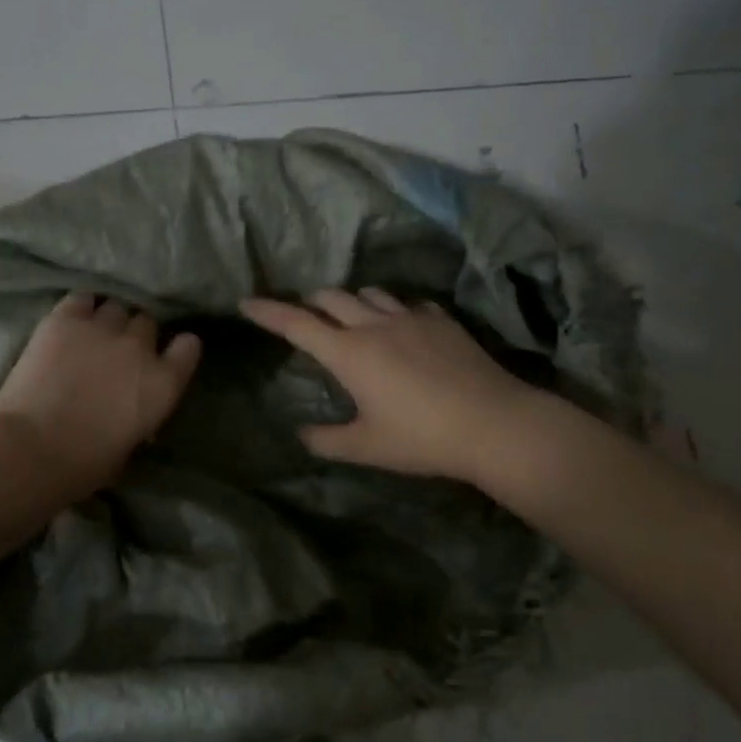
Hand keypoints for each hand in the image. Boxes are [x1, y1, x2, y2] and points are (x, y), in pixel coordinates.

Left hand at [0, 293, 201, 497]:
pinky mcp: (65, 319)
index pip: (188, 347)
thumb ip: (140, 418)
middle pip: (146, 322)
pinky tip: (72, 321)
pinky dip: (80, 308)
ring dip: (108, 320)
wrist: (34, 448)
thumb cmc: (85, 464)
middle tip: (117, 351)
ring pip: (115, 308)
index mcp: (163, 384)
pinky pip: (82, 299)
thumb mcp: (129, 447)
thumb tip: (133, 413)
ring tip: (92, 334)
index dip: (177, 350)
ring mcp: (102, 329)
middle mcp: (139, 348)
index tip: (167, 356)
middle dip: (135, 335)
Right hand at [240, 288, 532, 481]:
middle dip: (309, 302)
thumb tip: (302, 435)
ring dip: (351, 300)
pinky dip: (393, 310)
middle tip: (303, 316)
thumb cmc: (421, 438)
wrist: (494, 424)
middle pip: (331, 297)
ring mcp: (411, 318)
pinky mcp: (441, 320)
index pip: (296, 324)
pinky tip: (403, 328)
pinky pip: (408, 303)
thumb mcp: (367, 448)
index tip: (246, 302)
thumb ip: (327, 441)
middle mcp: (374, 325)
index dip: (268, 312)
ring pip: (370, 293)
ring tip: (351, 317)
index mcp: (349, 353)